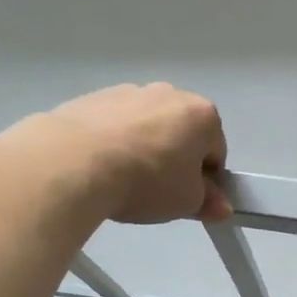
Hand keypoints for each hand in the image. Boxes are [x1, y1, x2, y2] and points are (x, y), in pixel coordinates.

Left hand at [38, 83, 230, 224]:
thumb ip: (209, 202)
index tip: (189, 198)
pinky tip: (101, 167)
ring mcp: (129, 91)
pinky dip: (114, 141)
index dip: (206, 180)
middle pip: (181, 133)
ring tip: (124, 180)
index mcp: (202, 115)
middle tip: (158, 191)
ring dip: (144, 148)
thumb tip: (221, 206)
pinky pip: (114, 124)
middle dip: (175, 158)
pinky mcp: (94, 97)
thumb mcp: (187, 202)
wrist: (76, 161)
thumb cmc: (147, 180)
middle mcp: (170, 93)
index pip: (216, 151)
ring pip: (147, 126)